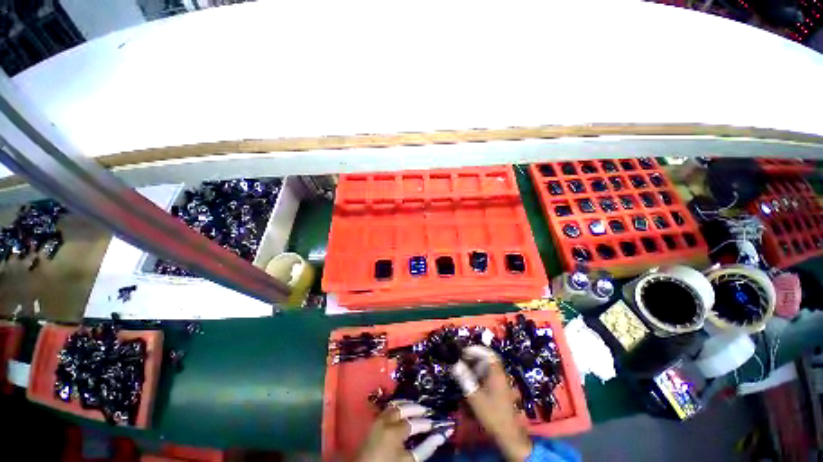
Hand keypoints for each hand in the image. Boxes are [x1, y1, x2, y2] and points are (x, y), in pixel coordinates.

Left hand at [355, 400, 454, 461]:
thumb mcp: (408, 461)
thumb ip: (425, 448)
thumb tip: (440, 437)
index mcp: (394, 431)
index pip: (413, 423)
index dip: (425, 423)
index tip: (434, 423)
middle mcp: (385, 421)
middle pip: (403, 409)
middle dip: (416, 408)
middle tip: (426, 411)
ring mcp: (378, 420)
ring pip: (394, 405)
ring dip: (406, 404)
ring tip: (415, 407)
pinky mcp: (373, 422)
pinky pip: (387, 408)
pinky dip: (396, 406)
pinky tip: (402, 409)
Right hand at [451, 346, 532, 461]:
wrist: (508, 435)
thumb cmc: (492, 414)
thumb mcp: (475, 397)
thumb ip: (465, 379)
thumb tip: (455, 365)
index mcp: (496, 373)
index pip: (488, 353)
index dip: (476, 350)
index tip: (464, 351)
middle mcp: (500, 375)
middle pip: (487, 360)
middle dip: (473, 358)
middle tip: (461, 359)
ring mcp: (501, 383)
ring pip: (487, 368)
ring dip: (475, 366)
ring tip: (463, 368)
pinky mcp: (500, 390)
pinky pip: (488, 376)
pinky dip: (479, 374)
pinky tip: (471, 380)